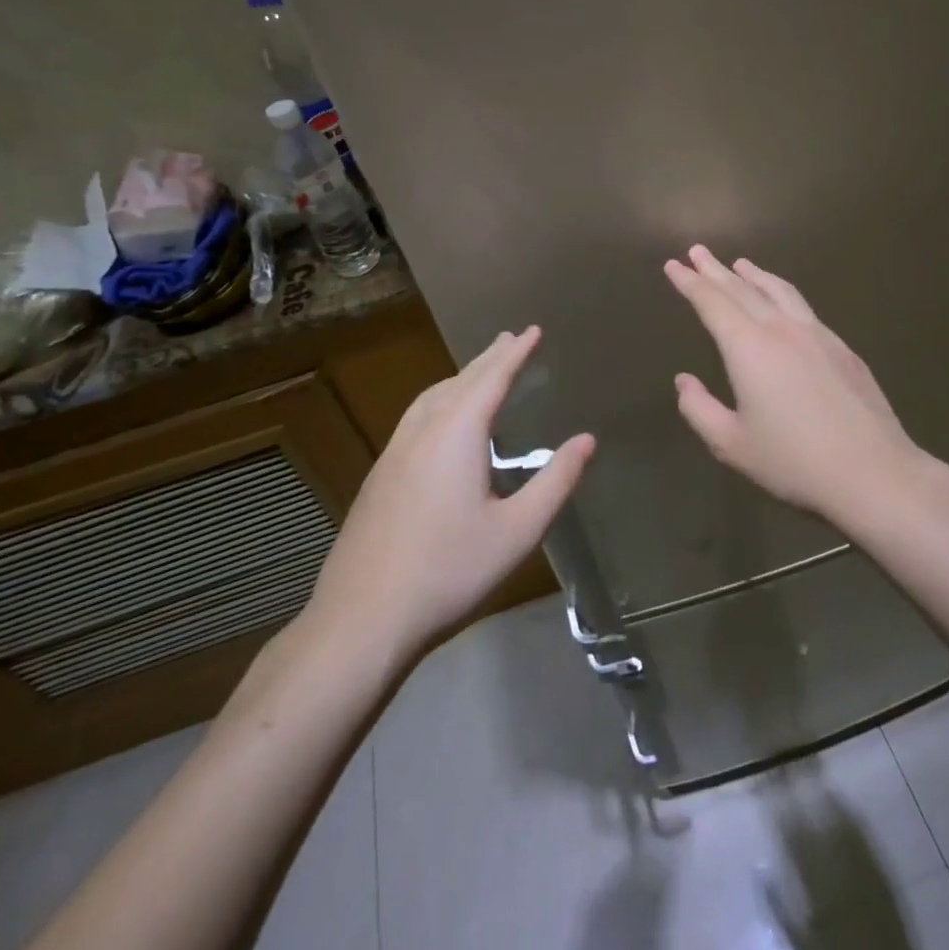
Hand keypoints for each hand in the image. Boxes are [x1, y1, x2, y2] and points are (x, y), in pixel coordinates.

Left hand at [302, 326, 592, 664]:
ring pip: (430, 398)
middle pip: (459, 382)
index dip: (515, 353)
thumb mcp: (517, 531)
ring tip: (478, 372)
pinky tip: (442, 425)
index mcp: (456, 435)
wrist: (362, 619)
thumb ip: (554, 482)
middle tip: (509, 339)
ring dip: (459, 378)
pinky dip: (439, 401)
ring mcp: (393, 453)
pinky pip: (415, 418)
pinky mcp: (379, 477)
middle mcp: (422, 432)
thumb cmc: (449, 571)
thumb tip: (586, 440)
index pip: (491, 379)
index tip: (532, 330)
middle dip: (488, 358)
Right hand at [664, 246, 925, 520]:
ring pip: (779, 291)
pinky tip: (783, 303)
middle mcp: (782, 330)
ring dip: (755, 275)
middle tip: (697, 251)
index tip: (673, 265)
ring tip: (740, 263)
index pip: (712, 303)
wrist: (875, 473)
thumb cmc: (794, 462)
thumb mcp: (732, 445)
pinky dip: (782, 293)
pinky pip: (803, 307)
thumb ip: (699, 409)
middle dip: (716, 270)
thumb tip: (684, 382)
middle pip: (743, 289)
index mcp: (749, 348)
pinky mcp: (842, 348)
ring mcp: (817, 335)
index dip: (690, 283)